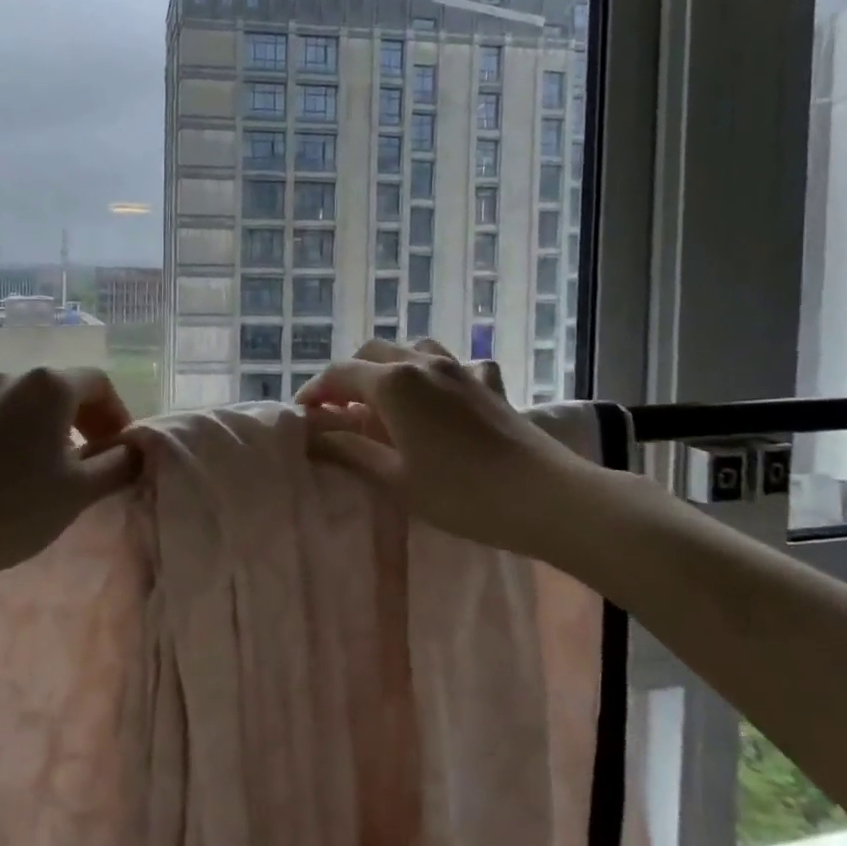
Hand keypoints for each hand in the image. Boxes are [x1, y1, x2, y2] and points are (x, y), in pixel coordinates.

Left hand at [0, 367, 140, 596]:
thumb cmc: (11, 510)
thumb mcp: (77, 492)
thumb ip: (116, 465)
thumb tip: (135, 450)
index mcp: (49, 385)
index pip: (99, 383)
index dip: (118, 415)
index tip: (122, 451)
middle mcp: (13, 378)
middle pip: (64, 389)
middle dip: (88, 421)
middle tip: (96, 462)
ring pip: (32, 404)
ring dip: (55, 429)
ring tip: (58, 472)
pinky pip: (4, 418)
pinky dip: (24, 436)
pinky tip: (18, 475)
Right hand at [300, 338, 596, 555]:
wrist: (544, 496)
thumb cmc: (460, 493)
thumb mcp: (395, 478)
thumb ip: (349, 450)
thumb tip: (311, 436)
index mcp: (393, 383)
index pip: (339, 374)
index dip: (315, 392)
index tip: (302, 415)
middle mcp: (422, 363)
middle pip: (372, 354)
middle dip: (348, 376)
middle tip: (338, 410)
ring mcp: (460, 368)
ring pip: (413, 349)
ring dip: (391, 367)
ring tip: (385, 399)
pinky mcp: (488, 382)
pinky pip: (455, 364)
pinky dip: (437, 374)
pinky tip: (443, 397)